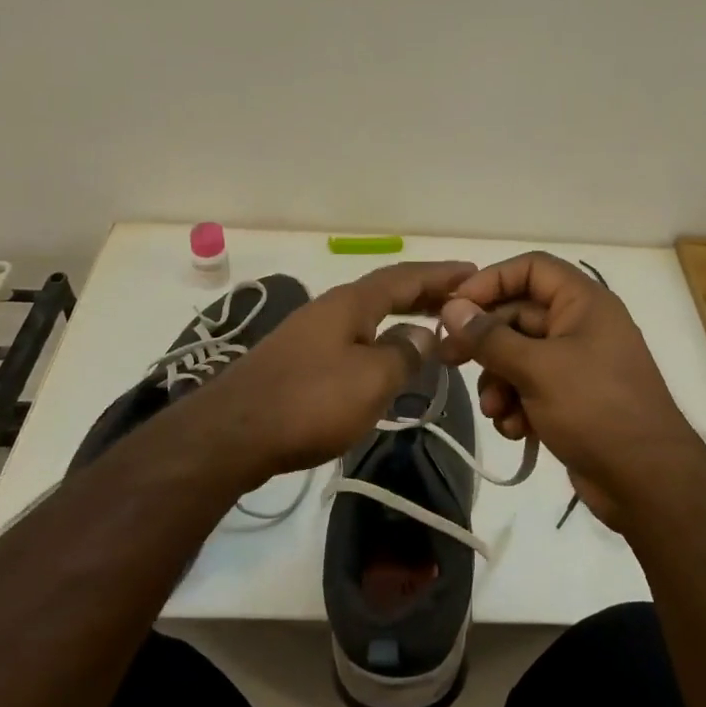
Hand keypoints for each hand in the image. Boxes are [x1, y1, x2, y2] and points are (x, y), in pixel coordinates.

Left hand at [182, 261, 475, 486]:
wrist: (233, 433)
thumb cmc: (310, 401)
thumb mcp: (372, 378)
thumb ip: (404, 352)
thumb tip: (423, 334)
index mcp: (350, 303)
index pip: (404, 278)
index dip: (440, 275)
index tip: (472, 273)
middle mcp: (329, 309)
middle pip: (384, 292)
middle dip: (423, 294)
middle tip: (459, 301)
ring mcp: (309, 334)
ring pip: (367, 317)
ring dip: (401, 319)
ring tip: (431, 329)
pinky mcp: (297, 362)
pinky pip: (351, 340)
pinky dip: (379, 341)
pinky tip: (385, 362)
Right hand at [436, 252, 702, 527]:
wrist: (647, 482)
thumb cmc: (595, 409)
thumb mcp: (537, 369)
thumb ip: (489, 337)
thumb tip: (452, 308)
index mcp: (583, 303)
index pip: (530, 269)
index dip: (491, 280)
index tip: (455, 306)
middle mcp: (580, 326)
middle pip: (518, 315)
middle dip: (485, 342)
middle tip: (448, 359)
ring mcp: (576, 364)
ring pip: (518, 356)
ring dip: (498, 381)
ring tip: (494, 409)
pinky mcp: (571, 399)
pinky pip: (530, 388)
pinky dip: (516, 405)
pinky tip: (514, 429)